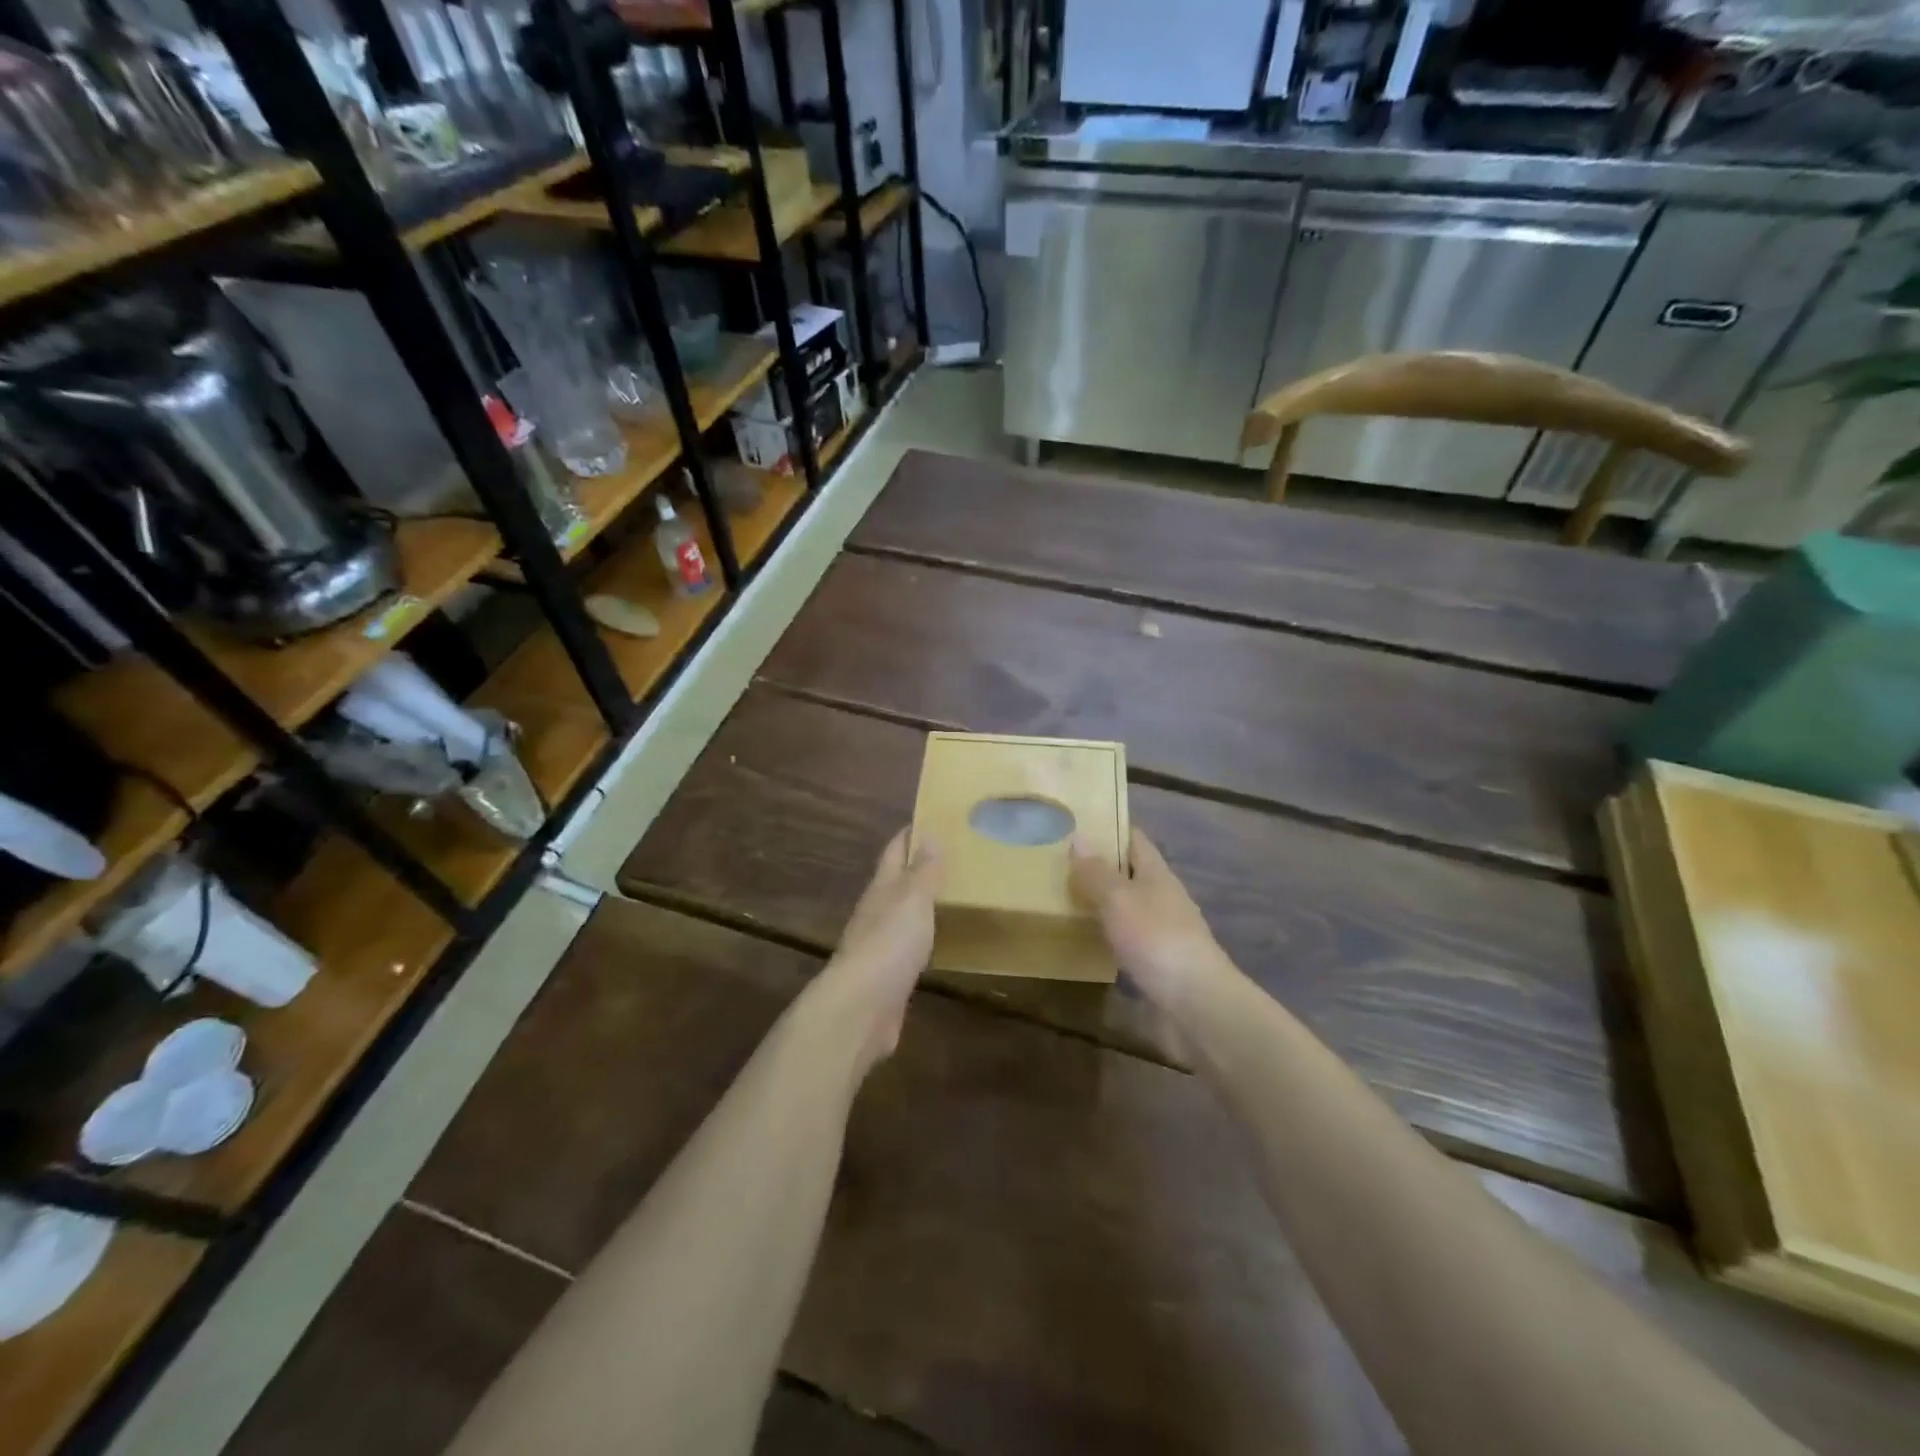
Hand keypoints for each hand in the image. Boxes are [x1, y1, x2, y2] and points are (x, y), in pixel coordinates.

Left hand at [815, 830, 941, 1072]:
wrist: (862, 1008)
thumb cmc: (889, 943)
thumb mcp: (913, 899)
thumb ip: (923, 870)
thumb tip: (928, 833)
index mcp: (881, 889)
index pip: (894, 851)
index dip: (909, 835)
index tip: (930, 820)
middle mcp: (876, 912)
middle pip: (896, 882)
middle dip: (917, 867)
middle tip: (950, 857)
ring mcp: (879, 946)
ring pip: (901, 915)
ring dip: (919, 904)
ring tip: (949, 896)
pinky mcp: (888, 977)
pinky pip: (907, 948)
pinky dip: (921, 937)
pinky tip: (936, 942)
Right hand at [1070, 829, 1229, 1013]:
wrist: (1196, 1002)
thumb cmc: (1156, 939)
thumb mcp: (1119, 899)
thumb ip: (1097, 872)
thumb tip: (1079, 837)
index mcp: (1157, 873)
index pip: (1134, 839)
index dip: (1110, 828)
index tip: (1077, 823)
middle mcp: (1163, 896)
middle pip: (1130, 872)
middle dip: (1100, 865)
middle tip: (1059, 862)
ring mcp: (1163, 930)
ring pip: (1128, 905)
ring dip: (1102, 900)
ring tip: (1064, 897)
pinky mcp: (1159, 961)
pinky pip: (1128, 936)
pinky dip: (1108, 932)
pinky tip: (1087, 938)